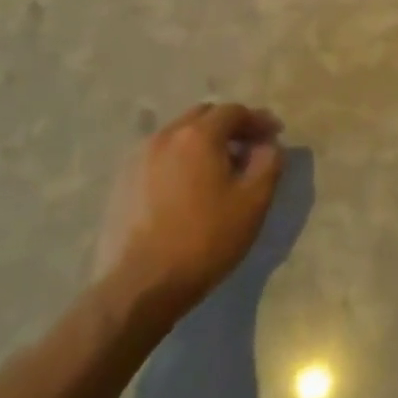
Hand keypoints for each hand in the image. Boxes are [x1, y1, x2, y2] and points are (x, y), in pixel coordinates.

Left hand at [103, 102, 284, 318]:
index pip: (234, 111)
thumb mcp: (253, 201)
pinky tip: (189, 187)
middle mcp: (164, 136)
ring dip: (203, 142)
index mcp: (198, 135)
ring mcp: (138, 159)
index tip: (275, 135)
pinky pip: (160, 157)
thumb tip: (268, 145)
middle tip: (249, 148)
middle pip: (203, 116)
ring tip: (219, 169)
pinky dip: (180, 160)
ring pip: (178, 135)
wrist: (140, 286)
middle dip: (230, 126)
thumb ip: (268, 163)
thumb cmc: (205, 239)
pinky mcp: (122, 183)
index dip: (258, 120)